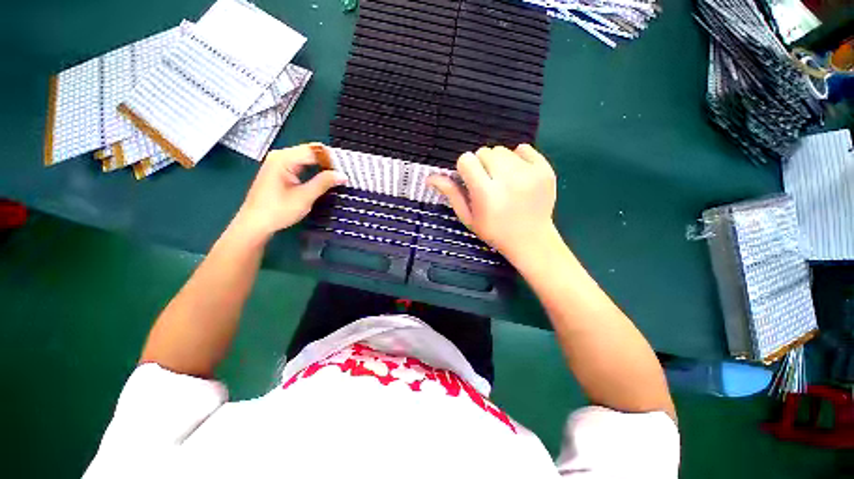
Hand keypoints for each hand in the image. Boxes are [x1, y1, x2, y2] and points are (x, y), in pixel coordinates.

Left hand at [232, 144, 346, 241]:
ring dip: (322, 166)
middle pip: (310, 152)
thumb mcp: (304, 197)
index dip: (332, 159)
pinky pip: (301, 165)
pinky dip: (314, 170)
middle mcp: (280, 156)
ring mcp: (279, 162)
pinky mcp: (280, 170)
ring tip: (339, 175)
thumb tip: (343, 175)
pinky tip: (324, 177)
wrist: (255, 224)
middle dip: (328, 161)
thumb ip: (324, 183)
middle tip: (345, 172)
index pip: (314, 151)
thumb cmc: (278, 210)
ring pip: (307, 158)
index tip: (348, 168)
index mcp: (284, 159)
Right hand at [427, 144, 558, 264]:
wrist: (531, 239)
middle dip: (481, 165)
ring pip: (503, 150)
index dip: (466, 168)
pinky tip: (518, 176)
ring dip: (498, 162)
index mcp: (486, 194)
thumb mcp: (468, 217)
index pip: (467, 160)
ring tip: (503, 181)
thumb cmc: (494, 231)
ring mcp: (530, 174)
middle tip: (488, 183)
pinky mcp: (545, 170)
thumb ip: (451, 194)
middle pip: (485, 152)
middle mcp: (508, 180)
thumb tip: (430, 177)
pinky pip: (523, 148)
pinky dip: (517, 158)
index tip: (471, 180)